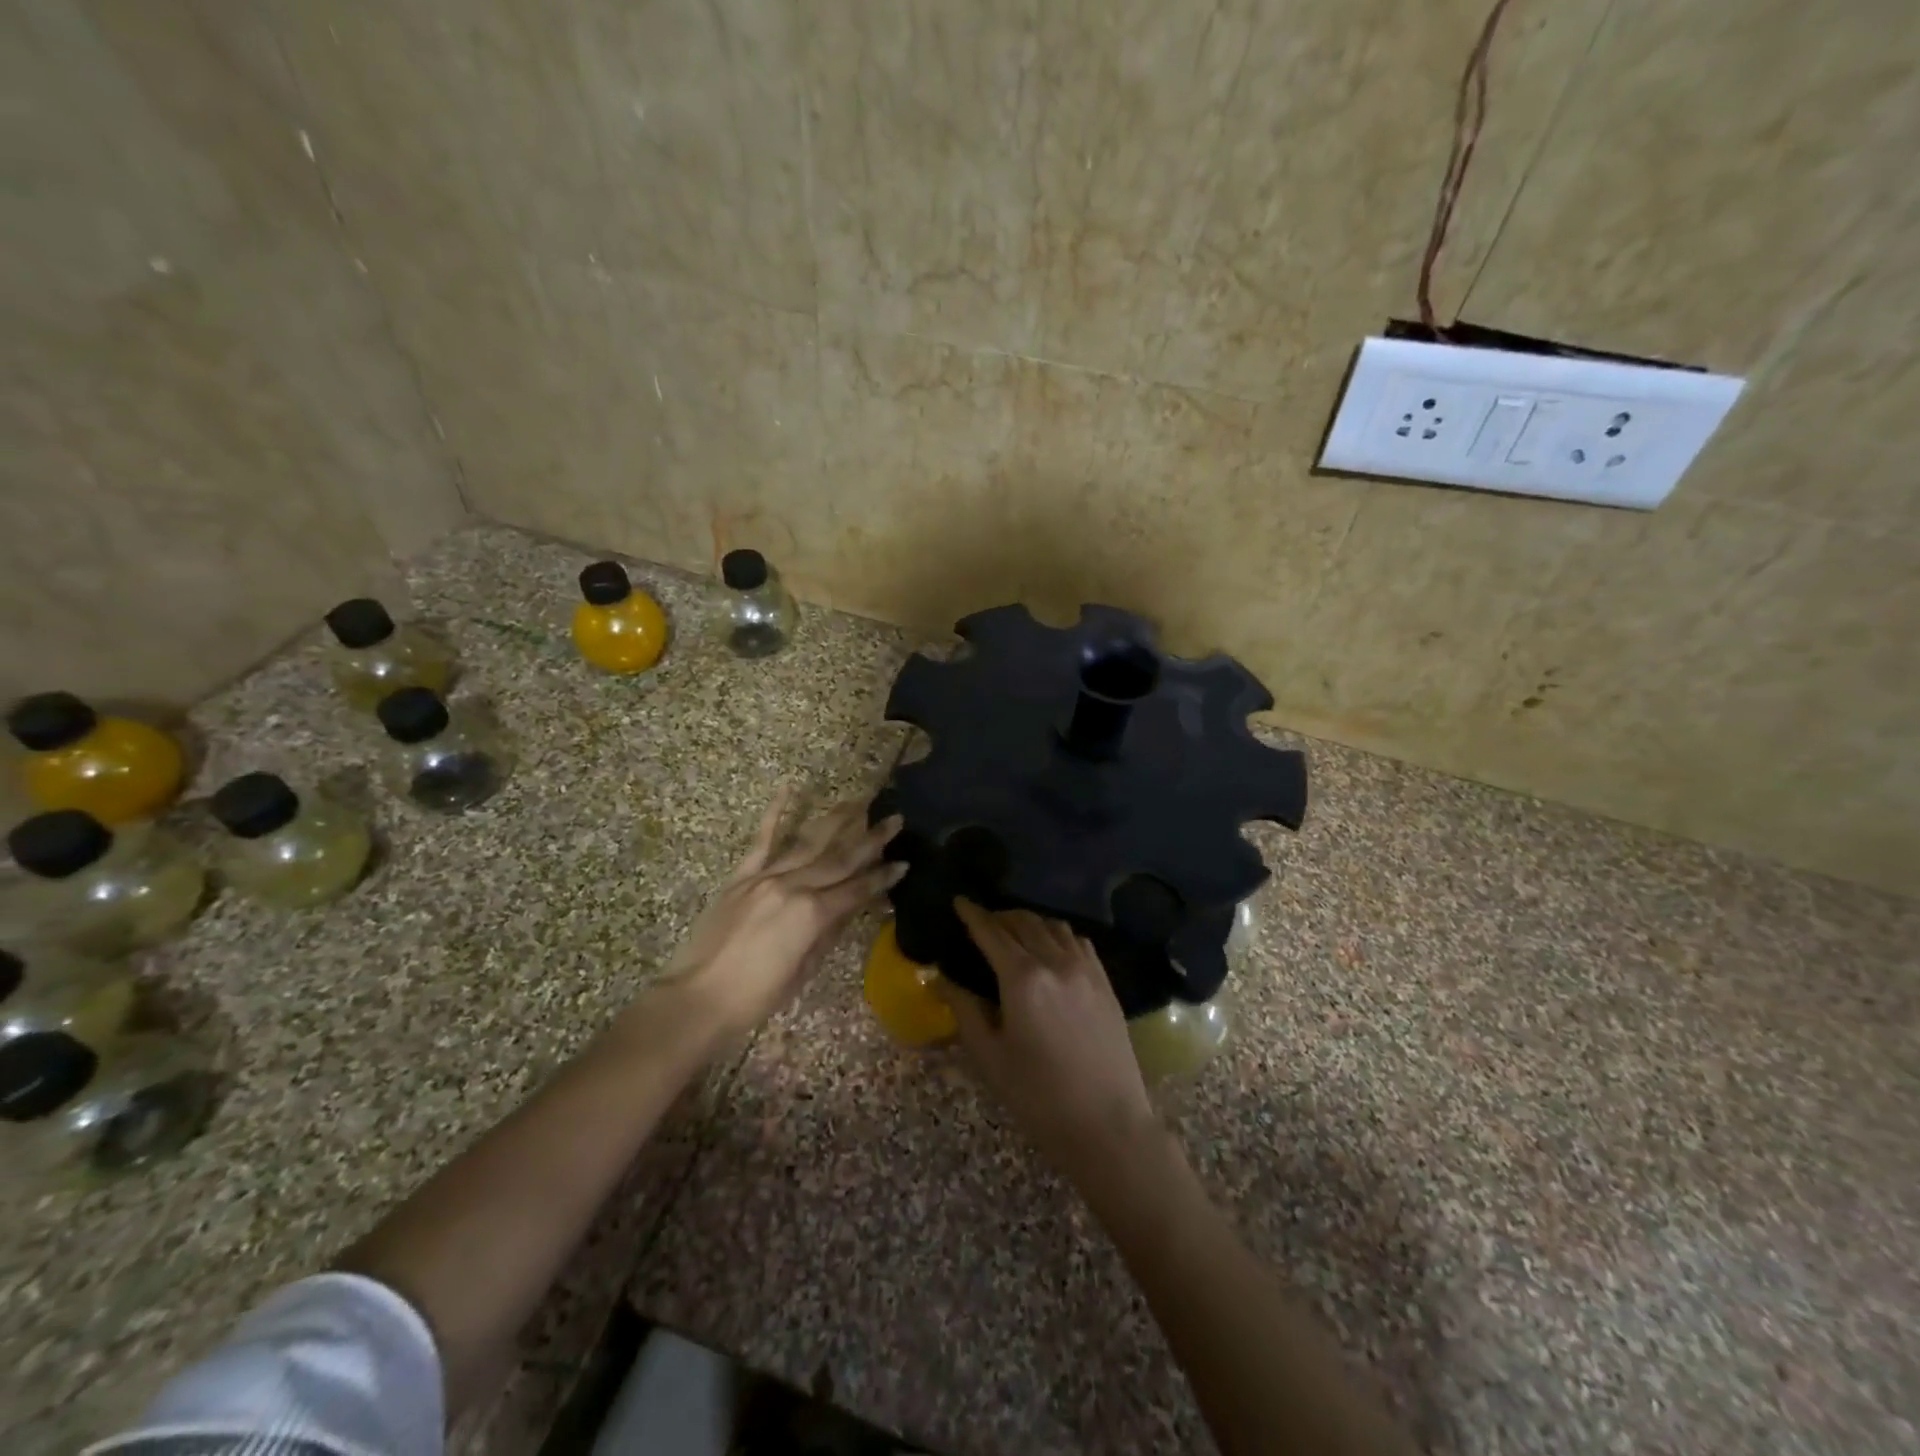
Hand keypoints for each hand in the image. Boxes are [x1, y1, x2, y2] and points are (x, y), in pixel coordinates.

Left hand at [666, 790, 903, 1037]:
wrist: (698, 998)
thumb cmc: (756, 997)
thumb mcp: (804, 969)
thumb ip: (828, 933)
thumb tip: (849, 907)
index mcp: (813, 914)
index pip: (857, 889)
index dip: (883, 877)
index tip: (904, 862)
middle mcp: (794, 886)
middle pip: (840, 858)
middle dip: (871, 839)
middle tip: (895, 819)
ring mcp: (765, 877)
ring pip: (808, 842)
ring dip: (836, 820)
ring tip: (858, 801)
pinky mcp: (741, 877)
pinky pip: (761, 840)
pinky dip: (775, 813)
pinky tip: (788, 788)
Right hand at [943, 900, 1159, 1182]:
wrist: (1107, 1125)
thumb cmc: (1038, 1096)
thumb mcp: (990, 1056)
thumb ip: (965, 1009)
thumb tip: (942, 978)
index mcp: (1023, 978)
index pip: (991, 932)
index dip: (972, 914)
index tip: (959, 901)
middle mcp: (1056, 962)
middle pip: (1023, 922)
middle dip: (999, 916)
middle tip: (981, 922)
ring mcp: (1086, 969)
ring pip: (1053, 926)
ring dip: (1028, 921)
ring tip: (1013, 932)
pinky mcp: (1105, 982)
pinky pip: (1078, 941)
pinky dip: (1057, 934)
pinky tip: (1050, 948)